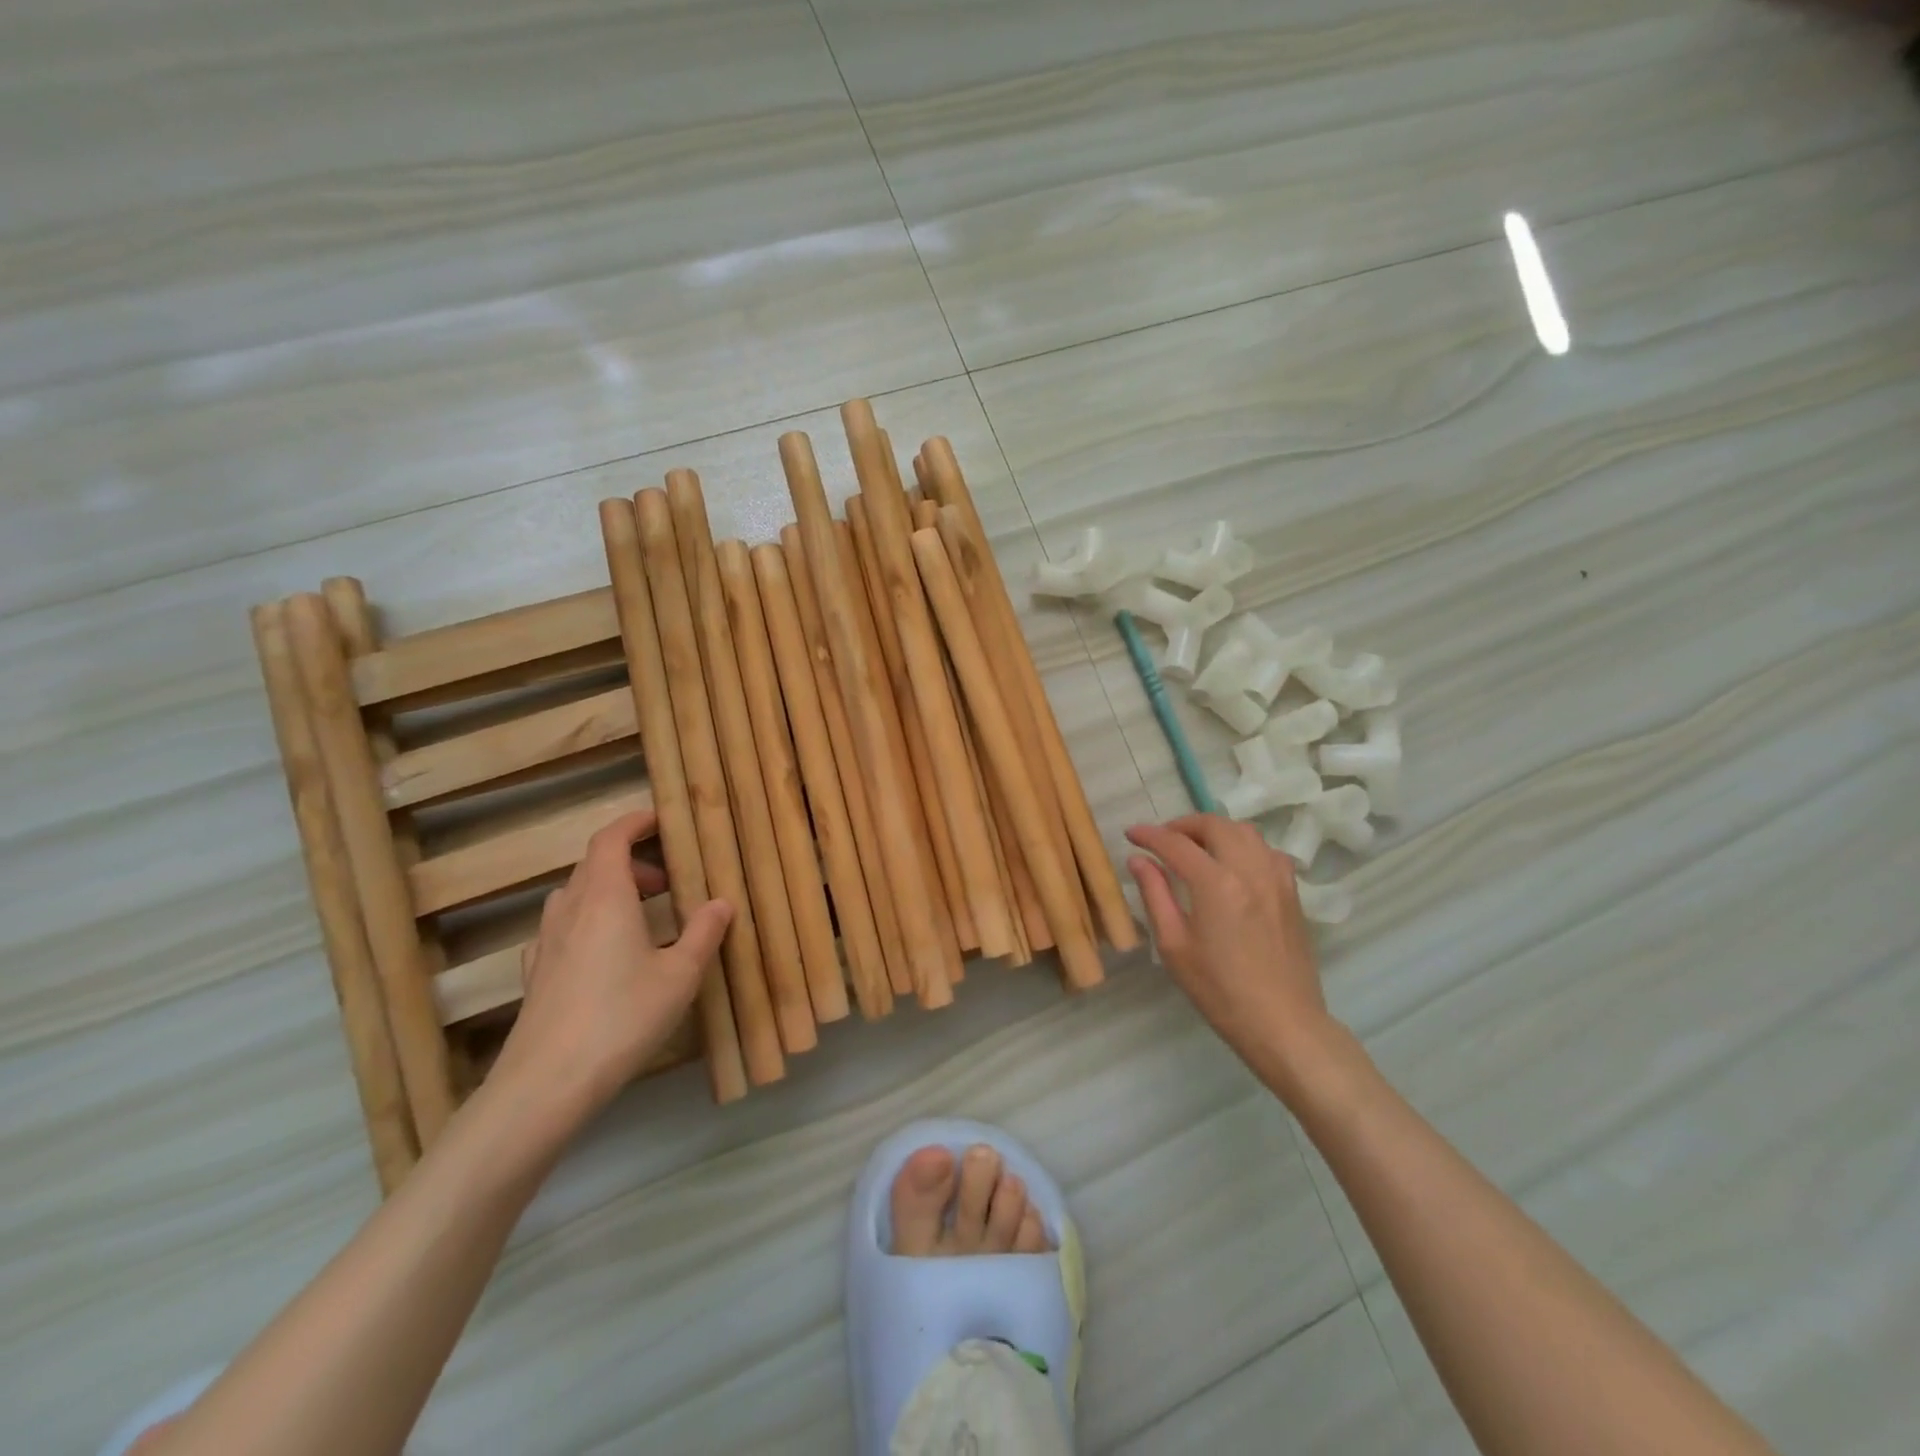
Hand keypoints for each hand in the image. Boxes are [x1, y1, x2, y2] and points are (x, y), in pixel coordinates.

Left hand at [493, 810, 732, 1124]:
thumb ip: (703, 934)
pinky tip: (603, 953)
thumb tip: (722, 903)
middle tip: (666, 882)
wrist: (547, 1083)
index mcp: (605, 898)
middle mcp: (570, 911)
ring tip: (640, 916)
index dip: (634, 823)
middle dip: (631, 862)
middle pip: (593, 865)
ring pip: (575, 896)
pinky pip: (562, 928)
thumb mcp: (680, 976)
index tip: (660, 820)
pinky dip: (587, 922)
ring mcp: (546, 943)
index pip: (611, 840)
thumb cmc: (623, 1017)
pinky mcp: (535, 974)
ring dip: (608, 891)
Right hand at [1125, 814, 1337, 1100]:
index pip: (1175, 844)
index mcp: (1215, 883)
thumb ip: (1155, 895)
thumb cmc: (1219, 990)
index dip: (1149, 835)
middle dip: (1183, 825)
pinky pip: (1267, 851)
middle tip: (1162, 840)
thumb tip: (1139, 860)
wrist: (1283, 1023)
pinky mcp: (1292, 892)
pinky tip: (1233, 866)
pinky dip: (1244, 846)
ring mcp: (1276, 878)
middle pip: (1214, 825)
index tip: (1131, 835)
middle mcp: (1249, 869)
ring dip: (1215, 831)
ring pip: (1245, 831)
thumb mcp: (1174, 946)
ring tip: (1196, 848)